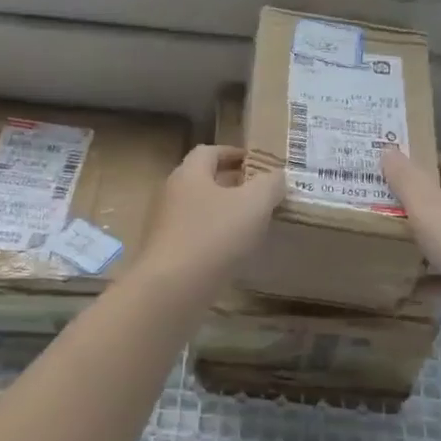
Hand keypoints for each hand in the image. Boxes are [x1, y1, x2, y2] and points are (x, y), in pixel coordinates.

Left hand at [133, 145, 283, 287]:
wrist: (171, 289)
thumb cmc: (214, 236)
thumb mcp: (254, 204)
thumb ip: (269, 184)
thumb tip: (277, 175)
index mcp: (189, 173)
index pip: (210, 151)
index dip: (234, 153)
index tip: (257, 163)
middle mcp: (171, 193)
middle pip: (202, 180)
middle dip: (231, 184)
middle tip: (259, 194)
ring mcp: (164, 225)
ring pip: (198, 209)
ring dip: (222, 213)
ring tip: (250, 225)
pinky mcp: (164, 253)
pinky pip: (193, 236)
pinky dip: (212, 238)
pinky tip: (231, 253)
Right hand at [381, 148, 440, 294]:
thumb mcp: (426, 205)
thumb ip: (405, 178)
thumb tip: (388, 150)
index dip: (421, 163)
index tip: (393, 171)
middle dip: (419, 204)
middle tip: (384, 210)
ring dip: (427, 242)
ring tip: (392, 248)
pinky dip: (436, 277)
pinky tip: (415, 287)